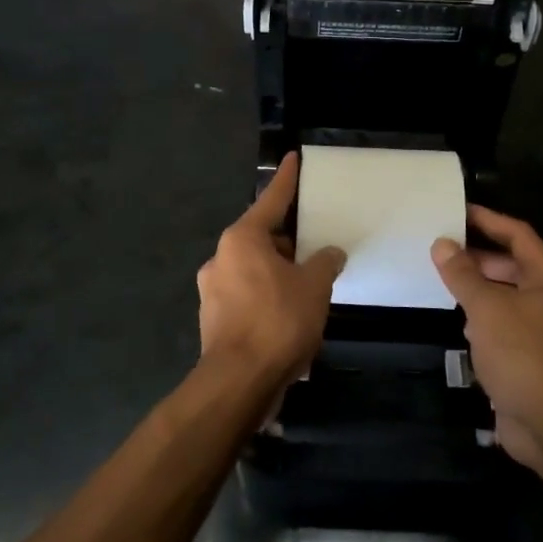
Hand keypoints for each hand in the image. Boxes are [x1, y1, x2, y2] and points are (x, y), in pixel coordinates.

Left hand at [197, 153, 345, 388]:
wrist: (238, 383)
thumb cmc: (278, 321)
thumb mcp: (314, 286)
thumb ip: (324, 263)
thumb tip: (329, 254)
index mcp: (242, 239)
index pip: (271, 200)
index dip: (286, 179)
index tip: (292, 158)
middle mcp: (221, 257)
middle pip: (261, 238)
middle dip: (288, 243)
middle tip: (314, 248)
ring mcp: (213, 290)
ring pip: (254, 270)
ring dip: (278, 274)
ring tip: (307, 290)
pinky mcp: (213, 319)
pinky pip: (247, 297)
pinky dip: (267, 299)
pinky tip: (289, 318)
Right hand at [432, 206, 542, 468]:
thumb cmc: (521, 351)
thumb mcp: (486, 306)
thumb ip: (462, 273)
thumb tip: (442, 244)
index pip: (518, 234)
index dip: (489, 220)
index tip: (458, 211)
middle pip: (512, 264)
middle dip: (478, 256)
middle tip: (442, 248)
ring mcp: (540, 330)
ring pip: (505, 296)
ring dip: (478, 288)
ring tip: (443, 279)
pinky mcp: (529, 357)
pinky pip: (502, 325)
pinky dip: (481, 318)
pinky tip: (458, 322)